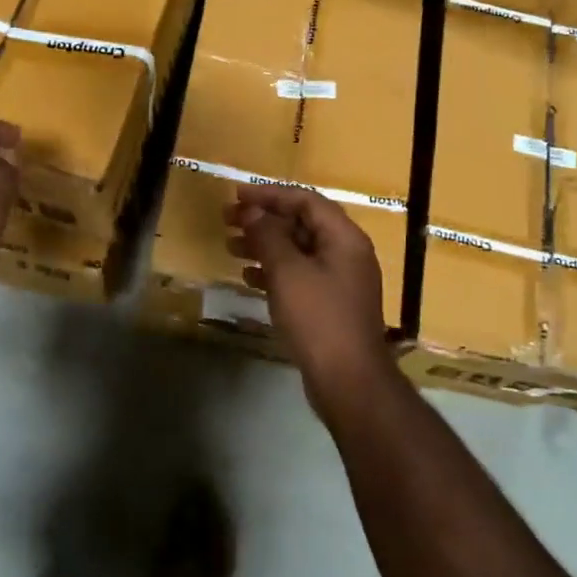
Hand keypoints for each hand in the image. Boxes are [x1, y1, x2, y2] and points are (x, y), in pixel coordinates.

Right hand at [226, 186, 393, 411]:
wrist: (349, 381)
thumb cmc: (318, 318)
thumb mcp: (287, 272)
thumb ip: (268, 236)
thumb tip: (252, 211)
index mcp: (343, 237)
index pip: (305, 200)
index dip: (269, 195)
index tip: (237, 195)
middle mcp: (346, 253)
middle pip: (301, 224)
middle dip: (263, 220)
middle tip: (227, 220)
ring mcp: (339, 280)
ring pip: (297, 251)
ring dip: (264, 245)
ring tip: (230, 247)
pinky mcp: (330, 305)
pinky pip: (299, 276)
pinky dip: (274, 272)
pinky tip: (248, 278)